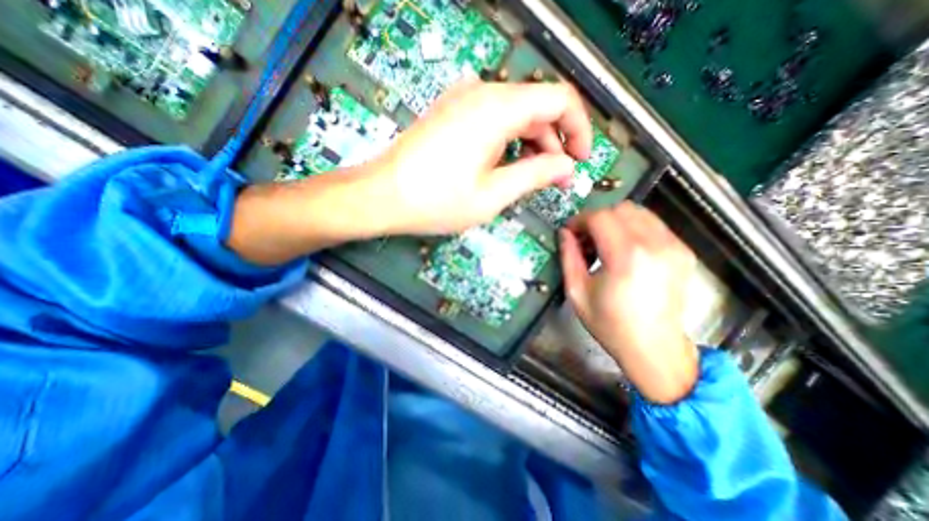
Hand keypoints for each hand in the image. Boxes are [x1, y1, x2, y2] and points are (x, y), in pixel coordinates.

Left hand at [229, 80, 589, 267]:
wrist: (382, 195)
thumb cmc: (436, 200)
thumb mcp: (493, 195)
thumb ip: (535, 175)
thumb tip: (566, 167)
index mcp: (497, 109)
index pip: (559, 99)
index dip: (578, 129)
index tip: (581, 160)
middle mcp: (482, 93)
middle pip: (537, 106)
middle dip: (554, 142)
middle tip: (555, 178)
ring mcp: (463, 100)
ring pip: (515, 113)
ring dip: (531, 143)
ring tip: (530, 177)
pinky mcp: (451, 113)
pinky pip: (493, 118)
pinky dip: (508, 140)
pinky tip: (504, 165)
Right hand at [558, 202, 697, 402]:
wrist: (654, 348)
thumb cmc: (610, 324)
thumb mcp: (577, 292)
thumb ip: (569, 257)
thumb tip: (565, 233)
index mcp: (626, 257)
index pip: (600, 217)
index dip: (579, 220)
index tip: (570, 232)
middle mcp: (654, 245)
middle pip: (620, 209)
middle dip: (596, 218)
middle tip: (585, 239)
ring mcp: (673, 247)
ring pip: (639, 212)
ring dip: (615, 221)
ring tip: (604, 243)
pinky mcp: (682, 251)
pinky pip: (653, 225)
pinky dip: (633, 228)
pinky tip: (623, 249)